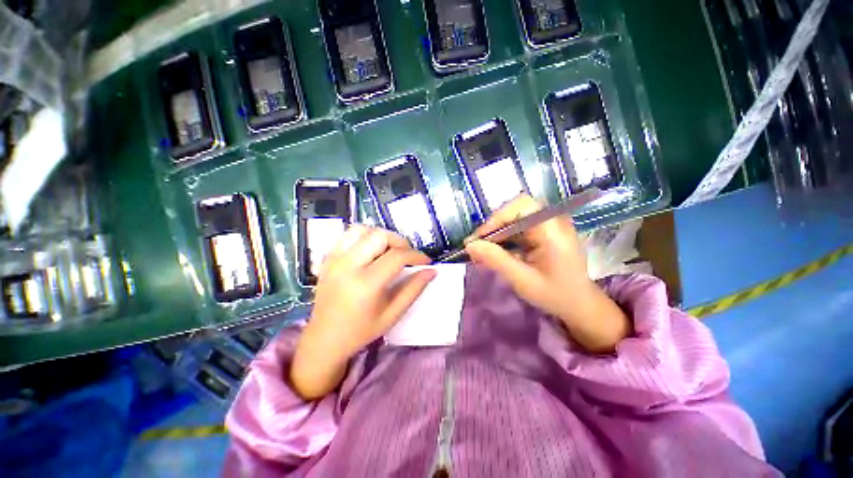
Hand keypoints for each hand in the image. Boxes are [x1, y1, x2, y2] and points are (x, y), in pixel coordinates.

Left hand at [291, 226, 435, 399]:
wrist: (324, 338)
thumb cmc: (361, 331)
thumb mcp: (393, 314)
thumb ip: (413, 289)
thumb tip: (431, 271)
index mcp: (366, 283)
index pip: (397, 256)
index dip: (416, 255)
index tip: (426, 261)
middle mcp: (348, 265)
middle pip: (380, 235)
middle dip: (400, 242)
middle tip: (406, 256)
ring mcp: (335, 259)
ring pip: (363, 229)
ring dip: (381, 236)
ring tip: (388, 251)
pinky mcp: (328, 258)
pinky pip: (348, 235)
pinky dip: (364, 237)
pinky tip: (370, 251)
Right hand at [464, 195, 629, 353]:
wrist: (579, 305)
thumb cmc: (555, 295)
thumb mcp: (522, 280)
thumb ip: (496, 260)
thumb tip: (470, 245)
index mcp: (553, 230)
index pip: (522, 206)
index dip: (497, 217)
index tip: (479, 238)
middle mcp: (551, 221)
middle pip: (515, 210)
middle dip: (493, 227)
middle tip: (476, 246)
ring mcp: (547, 226)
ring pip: (513, 219)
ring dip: (495, 234)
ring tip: (480, 252)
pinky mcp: (541, 233)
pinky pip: (516, 229)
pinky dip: (502, 239)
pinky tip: (493, 253)